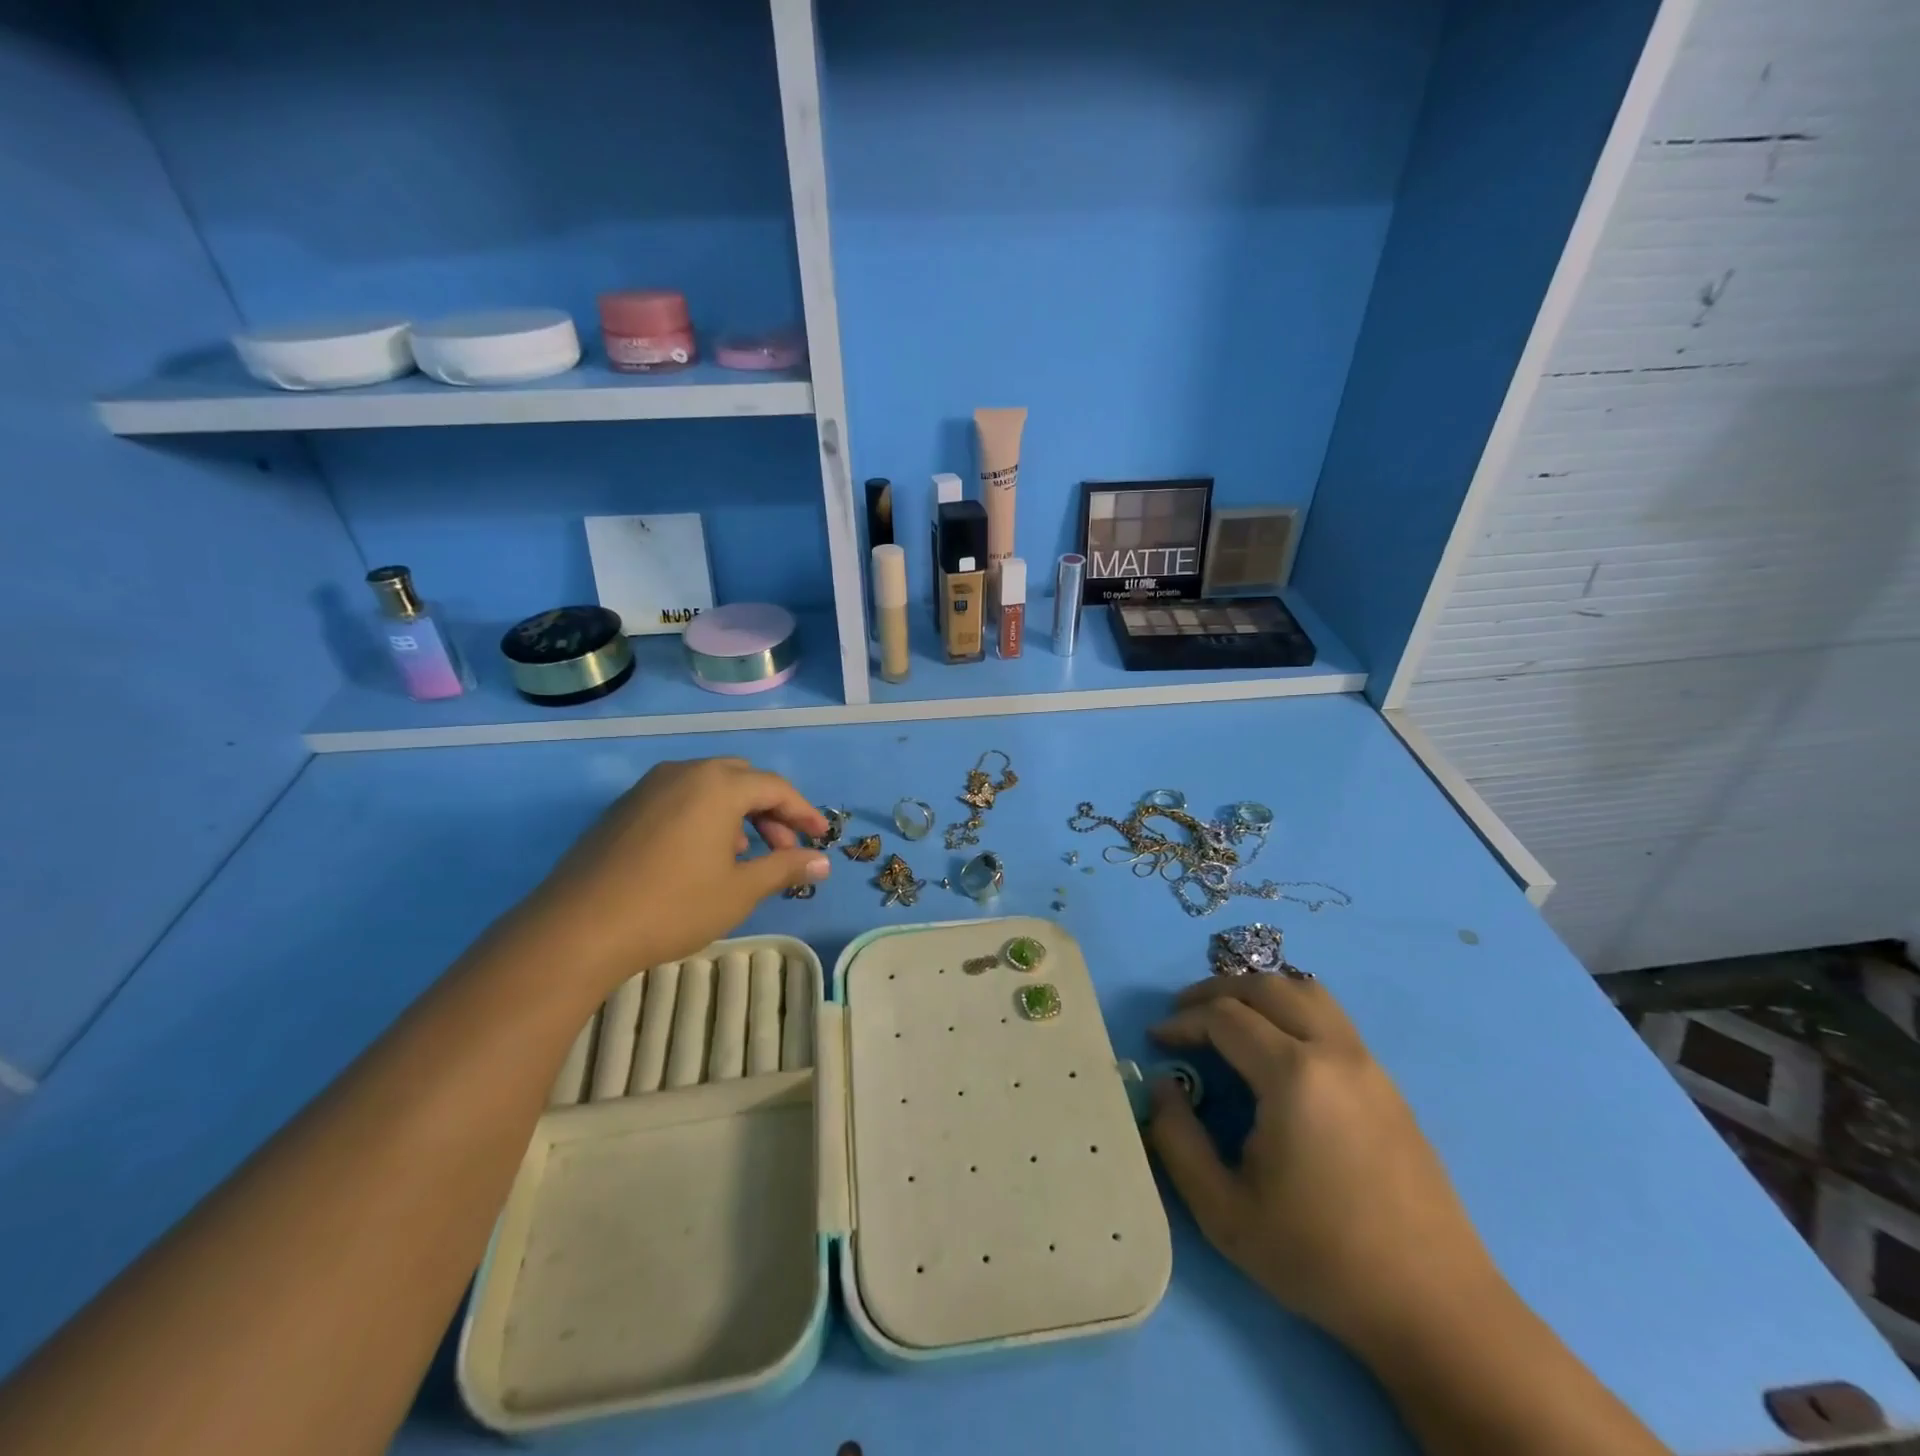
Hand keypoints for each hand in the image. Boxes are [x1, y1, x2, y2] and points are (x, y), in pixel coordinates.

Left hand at [514, 758, 830, 993]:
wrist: (577, 929)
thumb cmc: (672, 906)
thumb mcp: (740, 890)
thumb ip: (785, 867)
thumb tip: (822, 861)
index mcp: (718, 785)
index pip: (776, 788)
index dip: (804, 812)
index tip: (821, 837)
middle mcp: (684, 773)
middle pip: (742, 779)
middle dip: (770, 810)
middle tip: (783, 847)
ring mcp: (648, 788)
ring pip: (708, 787)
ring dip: (736, 813)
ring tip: (743, 855)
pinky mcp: (623, 808)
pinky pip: (678, 799)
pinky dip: (703, 817)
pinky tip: (700, 856)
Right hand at [1145, 975, 1504, 1356]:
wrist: (1433, 1308)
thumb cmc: (1320, 1257)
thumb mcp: (1224, 1211)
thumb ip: (1177, 1140)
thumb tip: (1160, 1085)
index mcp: (1293, 1075)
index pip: (1224, 1017)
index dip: (1183, 1021)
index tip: (1157, 1041)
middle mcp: (1334, 1051)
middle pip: (1266, 986)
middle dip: (1215, 991)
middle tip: (1183, 1013)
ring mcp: (1368, 1064)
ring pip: (1306, 991)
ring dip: (1259, 992)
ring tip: (1228, 1016)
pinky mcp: (1388, 1084)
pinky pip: (1331, 1018)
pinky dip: (1292, 1009)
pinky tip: (1276, 1047)